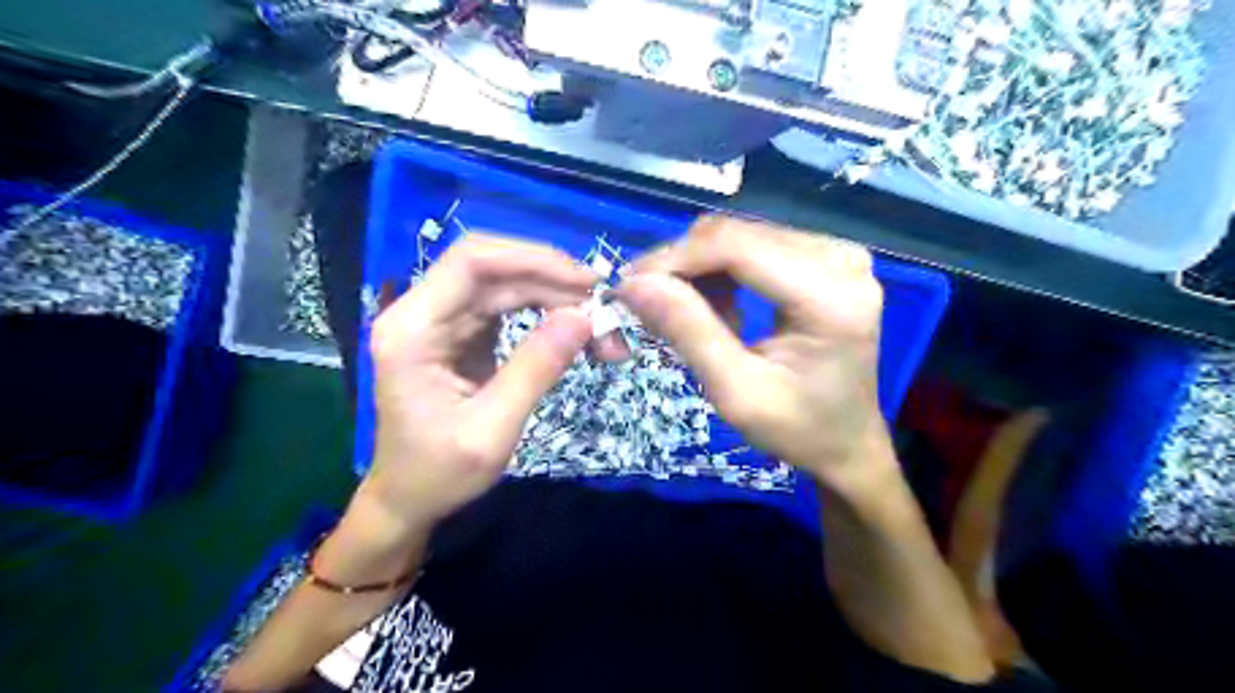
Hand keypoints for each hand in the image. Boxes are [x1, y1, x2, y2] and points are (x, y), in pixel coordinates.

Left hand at [363, 236, 595, 527]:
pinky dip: (544, 310)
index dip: (533, 260)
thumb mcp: (492, 430)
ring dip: (554, 294)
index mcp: (412, 329)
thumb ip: (535, 370)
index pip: (472, 262)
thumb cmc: (439, 473)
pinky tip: (573, 326)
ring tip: (597, 321)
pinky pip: (506, 304)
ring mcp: (441, 319)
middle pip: (492, 267)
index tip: (587, 282)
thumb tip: (584, 317)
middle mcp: (421, 312)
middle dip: (552, 279)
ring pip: (504, 283)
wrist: (408, 499)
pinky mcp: (461, 332)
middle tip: (603, 304)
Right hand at [622, 218, 883, 486]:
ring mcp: (837, 253)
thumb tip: (634, 283)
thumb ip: (688, 332)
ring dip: (702, 272)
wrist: (846, 442)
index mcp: (831, 297)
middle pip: (737, 236)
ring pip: (741, 237)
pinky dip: (723, 273)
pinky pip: (755, 246)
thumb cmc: (797, 429)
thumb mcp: (735, 392)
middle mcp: (841, 259)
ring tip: (690, 318)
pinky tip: (721, 310)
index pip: (737, 248)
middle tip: (648, 306)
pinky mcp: (826, 257)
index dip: (675, 259)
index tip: (629, 285)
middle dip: (683, 267)